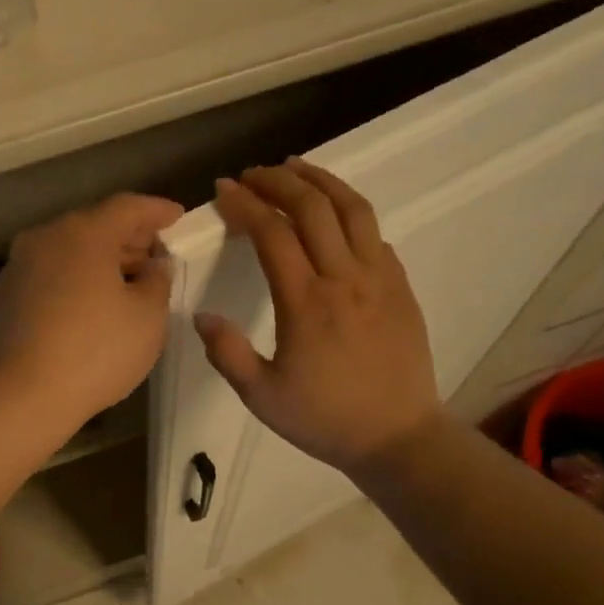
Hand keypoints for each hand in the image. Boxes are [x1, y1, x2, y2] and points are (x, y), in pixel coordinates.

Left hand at [0, 193, 184, 429]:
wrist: (23, 395)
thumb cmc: (96, 351)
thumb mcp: (147, 317)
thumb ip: (158, 281)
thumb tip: (154, 265)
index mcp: (83, 232)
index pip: (127, 207)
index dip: (157, 211)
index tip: (178, 217)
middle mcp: (45, 238)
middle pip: (94, 226)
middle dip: (129, 237)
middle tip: (157, 254)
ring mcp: (19, 266)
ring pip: (69, 250)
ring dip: (101, 260)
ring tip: (129, 281)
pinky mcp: (5, 295)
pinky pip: (50, 273)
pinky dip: (75, 278)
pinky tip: (91, 303)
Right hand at [196, 160, 440, 475]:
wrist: (398, 437)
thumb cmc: (325, 419)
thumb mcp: (262, 396)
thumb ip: (228, 354)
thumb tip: (203, 315)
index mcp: (306, 303)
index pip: (273, 234)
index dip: (246, 205)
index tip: (224, 190)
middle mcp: (345, 279)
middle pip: (313, 208)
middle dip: (278, 181)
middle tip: (252, 174)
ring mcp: (380, 279)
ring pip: (353, 209)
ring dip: (321, 180)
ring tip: (295, 168)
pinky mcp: (400, 287)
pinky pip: (375, 234)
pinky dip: (350, 212)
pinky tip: (334, 215)